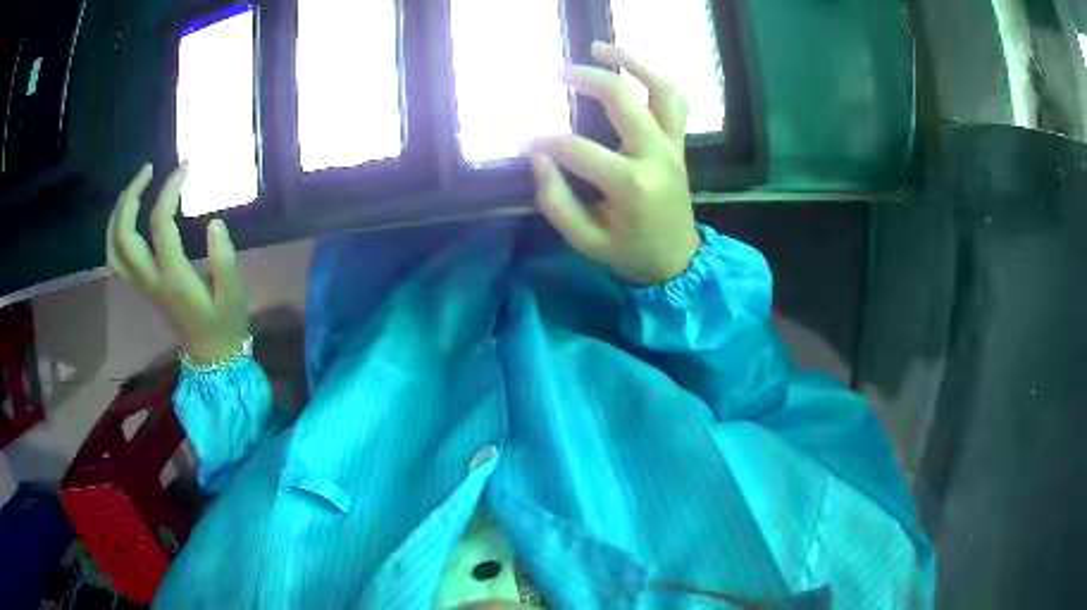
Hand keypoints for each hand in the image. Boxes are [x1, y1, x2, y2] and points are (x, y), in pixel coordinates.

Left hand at [107, 162, 248, 362]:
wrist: (211, 357)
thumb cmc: (225, 323)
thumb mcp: (234, 294)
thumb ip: (224, 260)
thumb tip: (215, 222)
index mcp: (173, 278)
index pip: (160, 224)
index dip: (169, 189)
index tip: (186, 166)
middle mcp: (150, 280)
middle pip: (125, 235)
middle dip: (132, 196)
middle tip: (149, 169)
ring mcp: (142, 285)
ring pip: (114, 247)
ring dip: (118, 213)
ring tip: (134, 187)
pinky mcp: (141, 287)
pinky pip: (116, 258)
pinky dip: (115, 233)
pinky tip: (126, 216)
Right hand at [524, 41, 699, 285]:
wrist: (679, 260)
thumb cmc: (630, 252)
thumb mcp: (584, 239)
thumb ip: (555, 199)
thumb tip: (536, 155)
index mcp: (630, 184)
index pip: (576, 148)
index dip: (544, 142)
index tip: (526, 146)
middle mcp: (655, 155)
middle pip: (621, 97)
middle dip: (583, 78)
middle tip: (553, 74)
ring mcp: (672, 145)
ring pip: (661, 88)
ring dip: (632, 61)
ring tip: (600, 47)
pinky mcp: (679, 142)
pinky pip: (676, 99)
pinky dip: (656, 77)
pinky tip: (632, 67)